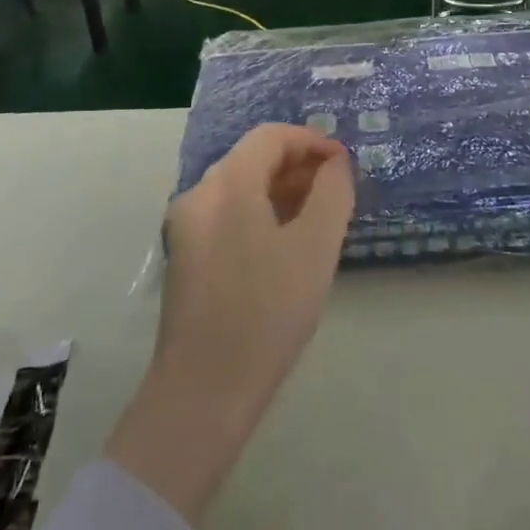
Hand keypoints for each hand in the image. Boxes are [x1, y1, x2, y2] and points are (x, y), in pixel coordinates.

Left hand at [107, 124, 353, 523]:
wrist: (202, 393)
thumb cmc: (265, 313)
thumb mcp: (314, 249)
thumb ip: (332, 194)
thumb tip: (335, 165)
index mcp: (226, 184)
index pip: (271, 137)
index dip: (311, 141)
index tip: (345, 164)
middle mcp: (198, 194)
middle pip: (252, 158)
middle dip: (298, 166)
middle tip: (337, 190)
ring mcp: (186, 226)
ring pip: (239, 187)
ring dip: (280, 190)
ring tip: (318, 216)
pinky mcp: (185, 256)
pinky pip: (227, 214)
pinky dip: (260, 212)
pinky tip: (285, 244)